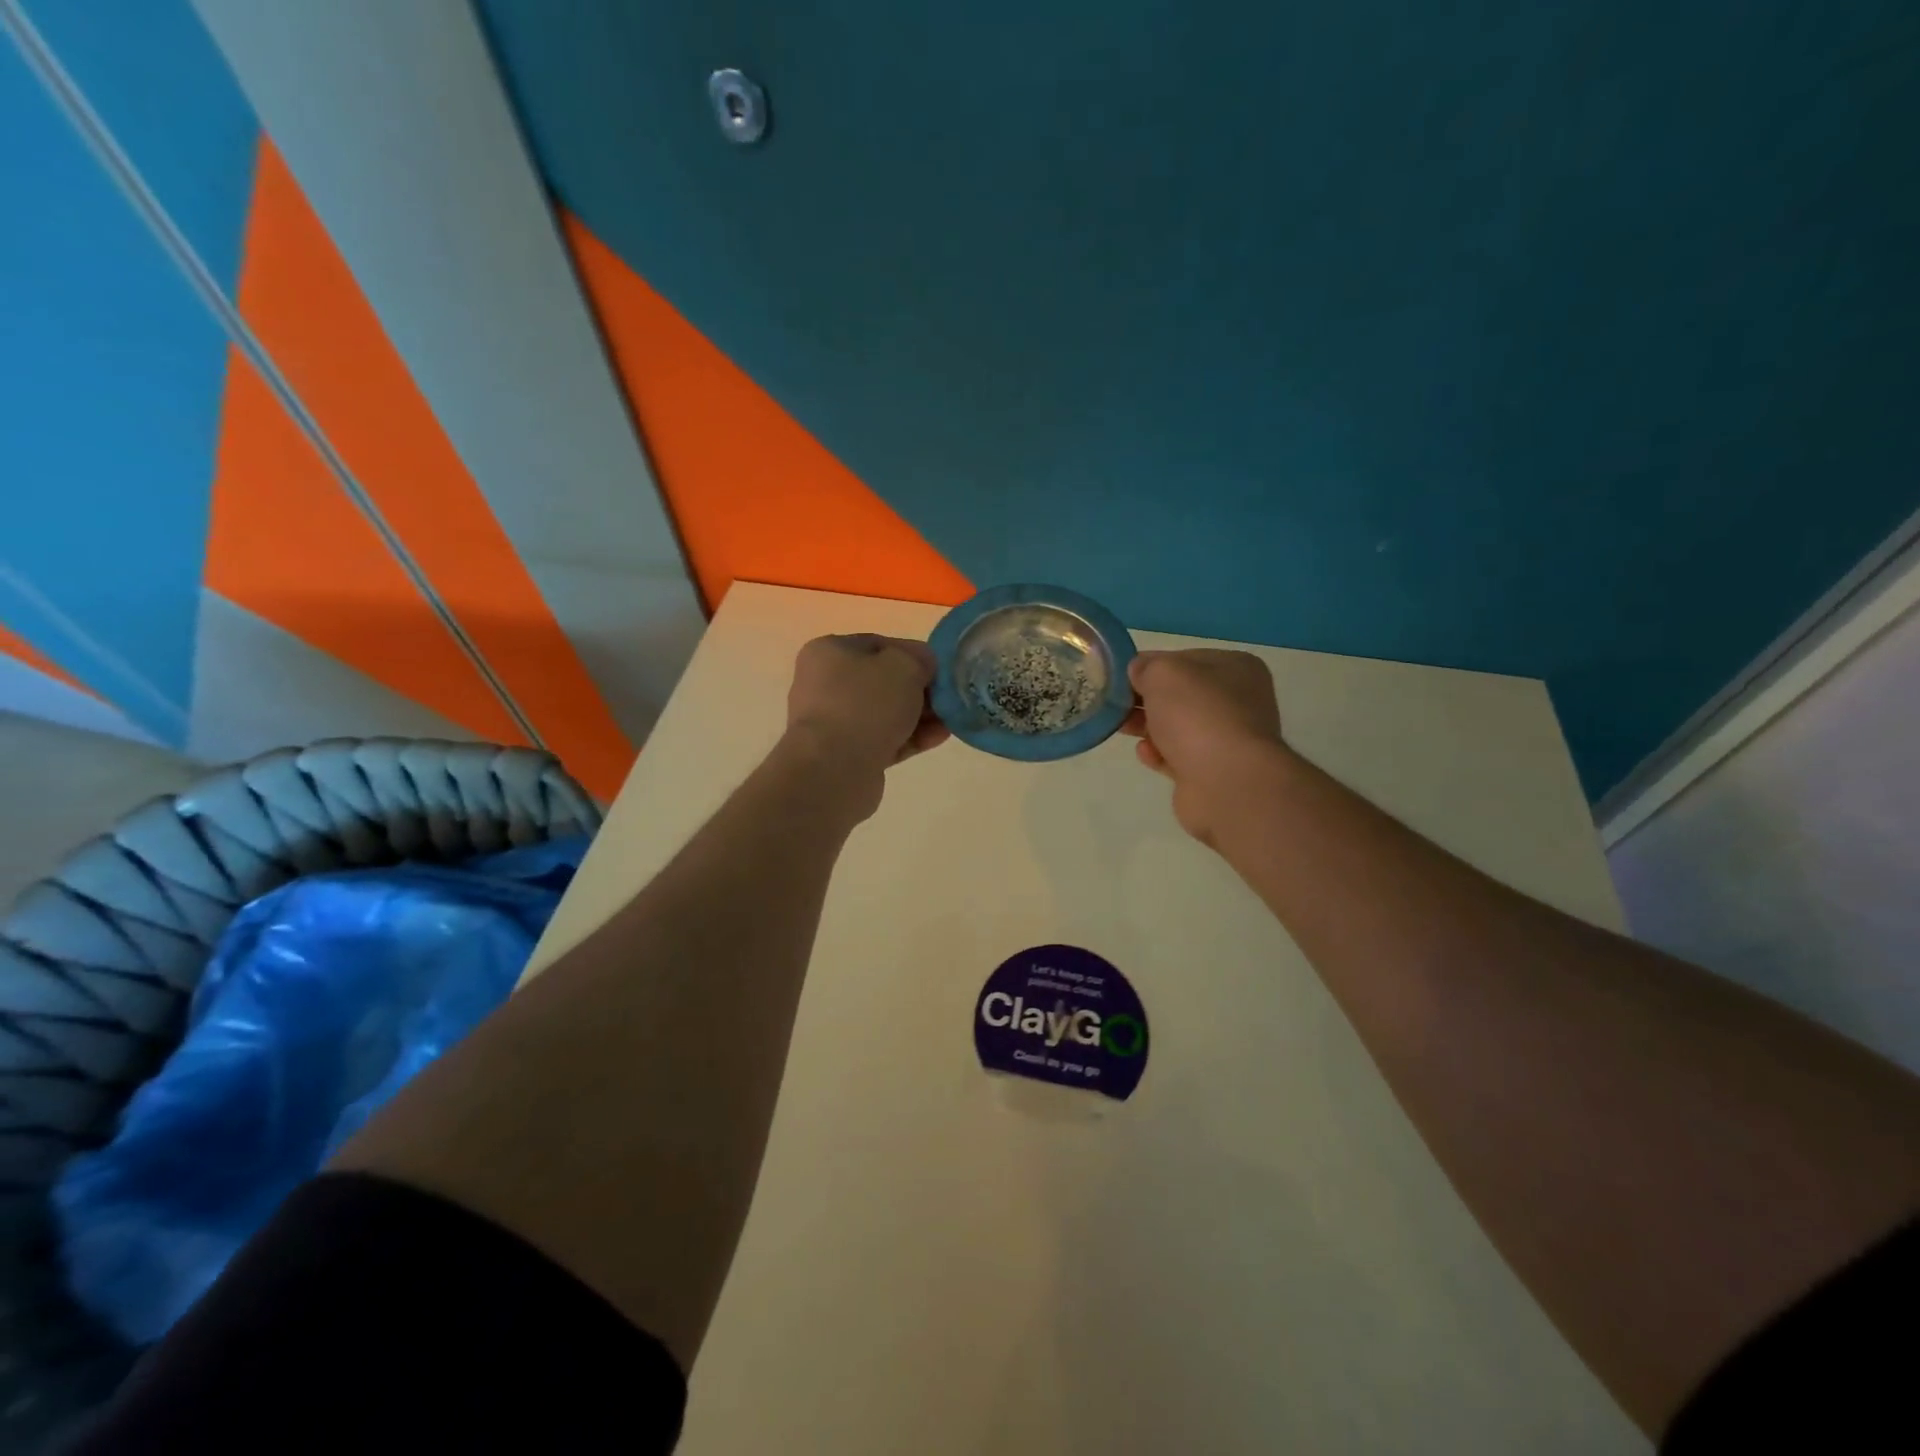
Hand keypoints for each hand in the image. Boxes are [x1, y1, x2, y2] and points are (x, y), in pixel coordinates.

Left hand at [784, 635, 948, 801]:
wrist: (835, 769)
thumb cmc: (866, 704)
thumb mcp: (904, 666)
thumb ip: (919, 659)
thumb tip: (923, 666)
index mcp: (829, 652)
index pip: (879, 645)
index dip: (913, 654)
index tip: (939, 669)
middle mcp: (825, 685)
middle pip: (883, 682)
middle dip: (919, 689)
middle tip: (948, 697)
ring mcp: (834, 723)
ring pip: (885, 714)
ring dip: (919, 715)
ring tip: (951, 720)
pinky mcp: (846, 755)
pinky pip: (885, 740)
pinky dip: (911, 737)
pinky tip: (940, 737)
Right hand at [1121, 649, 1284, 843]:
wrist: (1227, 782)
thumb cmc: (1198, 716)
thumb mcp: (1164, 674)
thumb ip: (1146, 667)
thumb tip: (1139, 672)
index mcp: (1235, 667)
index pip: (1184, 659)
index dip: (1150, 665)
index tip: (1120, 677)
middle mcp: (1237, 700)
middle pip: (1180, 694)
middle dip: (1145, 699)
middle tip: (1115, 704)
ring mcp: (1227, 739)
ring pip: (1177, 726)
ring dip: (1148, 726)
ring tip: (1121, 728)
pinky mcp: (1213, 771)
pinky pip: (1178, 756)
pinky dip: (1159, 753)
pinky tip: (1146, 753)